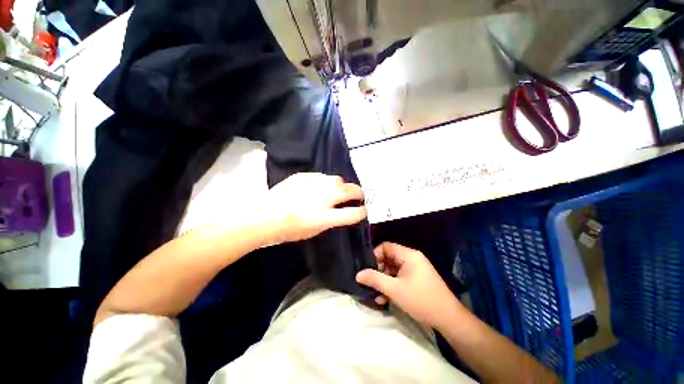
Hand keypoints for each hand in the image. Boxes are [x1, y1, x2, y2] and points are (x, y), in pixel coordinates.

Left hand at [260, 173, 366, 244]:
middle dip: (358, 193)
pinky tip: (319, 187)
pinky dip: (325, 182)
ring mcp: (314, 184)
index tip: (363, 210)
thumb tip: (341, 211)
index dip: (361, 212)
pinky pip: (322, 176)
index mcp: (325, 217)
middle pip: (351, 190)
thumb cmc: (288, 230)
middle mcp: (324, 197)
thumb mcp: (314, 230)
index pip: (353, 213)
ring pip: (338, 179)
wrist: (264, 215)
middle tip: (357, 195)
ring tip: (337, 190)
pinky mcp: (304, 175)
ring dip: (341, 186)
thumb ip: (331, 220)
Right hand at [356, 242, 461, 329]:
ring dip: (384, 281)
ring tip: (376, 294)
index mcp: (408, 255)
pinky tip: (385, 299)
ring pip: (393, 270)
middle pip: (389, 258)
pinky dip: (392, 286)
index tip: (366, 268)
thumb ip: (375, 279)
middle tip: (370, 282)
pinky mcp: (417, 280)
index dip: (375, 255)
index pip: (386, 246)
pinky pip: (400, 278)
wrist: (448, 319)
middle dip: (378, 270)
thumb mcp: (394, 289)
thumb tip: (358, 274)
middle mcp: (412, 259)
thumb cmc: (421, 299)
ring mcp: (415, 270)